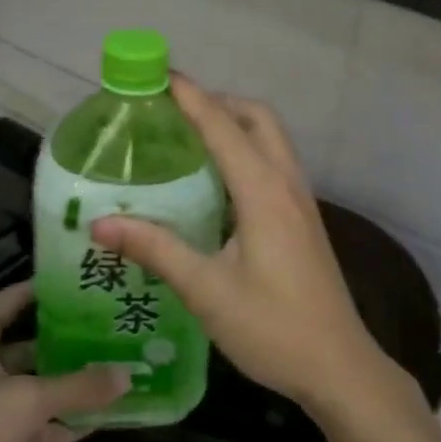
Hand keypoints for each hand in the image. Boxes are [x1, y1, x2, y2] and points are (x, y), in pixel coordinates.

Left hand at [0, 281, 127, 441]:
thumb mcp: (28, 399)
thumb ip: (80, 386)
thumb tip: (129, 374)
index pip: (13, 300)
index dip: (46, 289)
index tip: (87, 282)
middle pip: (34, 344)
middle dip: (73, 339)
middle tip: (118, 327)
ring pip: (42, 387)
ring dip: (76, 383)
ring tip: (122, 366)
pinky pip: (44, 426)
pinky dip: (70, 422)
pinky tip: (108, 415)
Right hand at [89, 77, 398, 415]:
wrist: (340, 367)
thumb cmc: (272, 328)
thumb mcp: (206, 290)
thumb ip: (156, 249)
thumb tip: (100, 222)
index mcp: (264, 192)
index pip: (222, 126)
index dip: (191, 96)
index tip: (159, 74)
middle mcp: (287, 185)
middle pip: (257, 118)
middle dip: (218, 102)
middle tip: (174, 111)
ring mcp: (302, 202)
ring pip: (271, 140)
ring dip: (235, 125)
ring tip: (189, 138)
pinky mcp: (304, 221)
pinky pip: (275, 165)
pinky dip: (246, 153)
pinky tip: (217, 183)